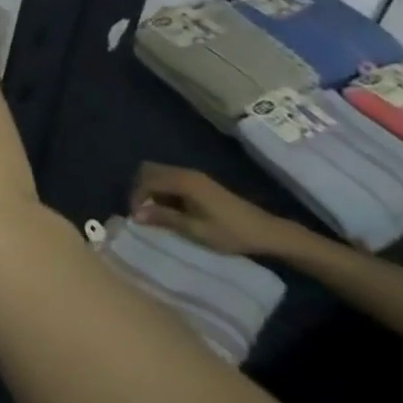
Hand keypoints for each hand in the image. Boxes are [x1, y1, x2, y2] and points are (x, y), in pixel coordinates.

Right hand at [130, 164, 307, 257]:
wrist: (267, 232)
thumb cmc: (231, 232)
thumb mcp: (196, 229)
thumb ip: (164, 218)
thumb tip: (135, 215)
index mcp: (183, 181)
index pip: (147, 180)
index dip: (136, 197)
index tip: (136, 218)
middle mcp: (185, 173)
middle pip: (149, 170)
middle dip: (140, 189)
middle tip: (142, 212)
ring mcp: (194, 176)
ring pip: (159, 174)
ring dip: (151, 190)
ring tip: (155, 213)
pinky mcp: (200, 183)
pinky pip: (171, 179)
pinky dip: (163, 191)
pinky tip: (171, 210)